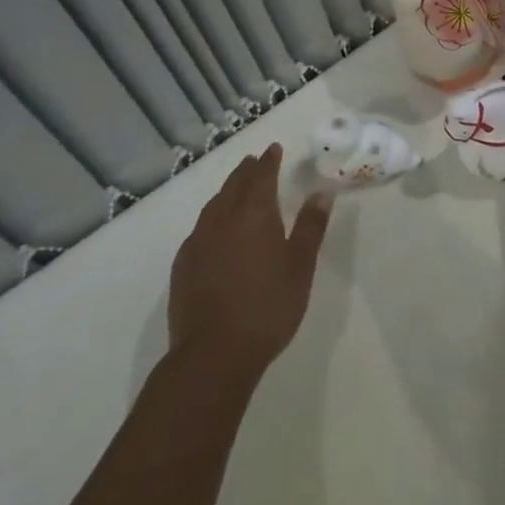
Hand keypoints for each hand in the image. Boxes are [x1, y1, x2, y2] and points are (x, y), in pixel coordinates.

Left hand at [167, 144, 331, 376]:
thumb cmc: (266, 307)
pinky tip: (215, 231)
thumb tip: (322, 192)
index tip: (273, 148)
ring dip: (227, 191)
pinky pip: (200, 228)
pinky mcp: (183, 266)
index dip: (269, 160)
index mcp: (254, 212)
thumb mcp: (300, 266)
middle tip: (255, 162)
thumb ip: (310, 226)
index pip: (262, 175)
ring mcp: (198, 241)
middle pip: (235, 184)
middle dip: (247, 170)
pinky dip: (212, 218)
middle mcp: (223, 218)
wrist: (213, 356)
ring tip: (236, 190)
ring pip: (214, 204)